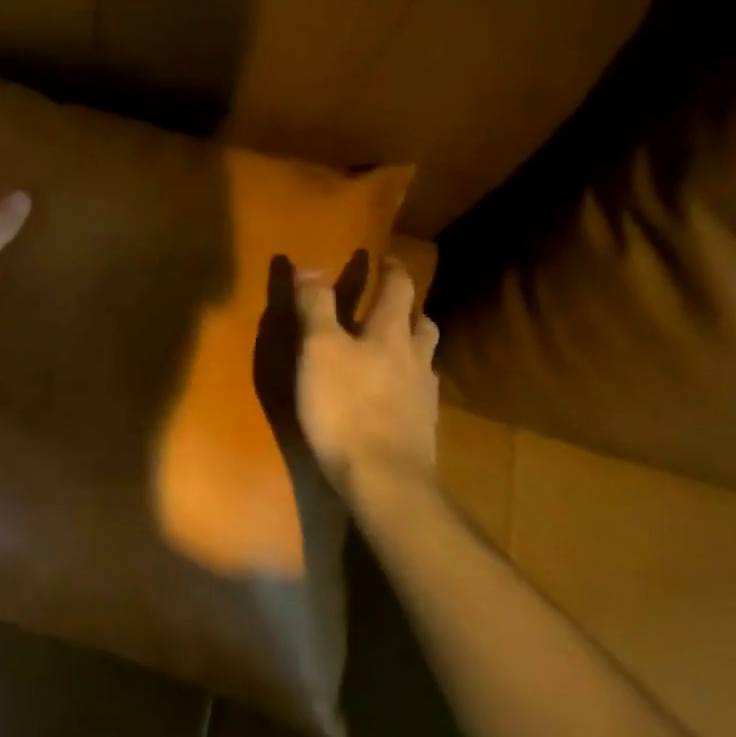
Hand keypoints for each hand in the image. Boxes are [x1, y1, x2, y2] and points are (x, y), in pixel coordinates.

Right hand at [294, 255, 440, 509]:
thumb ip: (315, 307)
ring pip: (427, 357)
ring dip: (415, 342)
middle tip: (395, 300)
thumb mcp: (317, 350)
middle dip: (410, 306)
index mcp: (390, 334)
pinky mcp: (423, 426)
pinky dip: (411, 379)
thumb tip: (308, 264)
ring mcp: (424, 394)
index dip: (392, 270)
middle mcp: (415, 357)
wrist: (384, 479)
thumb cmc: (344, 408)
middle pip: (422, 322)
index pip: (398, 289)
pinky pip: (422, 390)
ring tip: (397, 345)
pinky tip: (397, 393)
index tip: (386, 257)